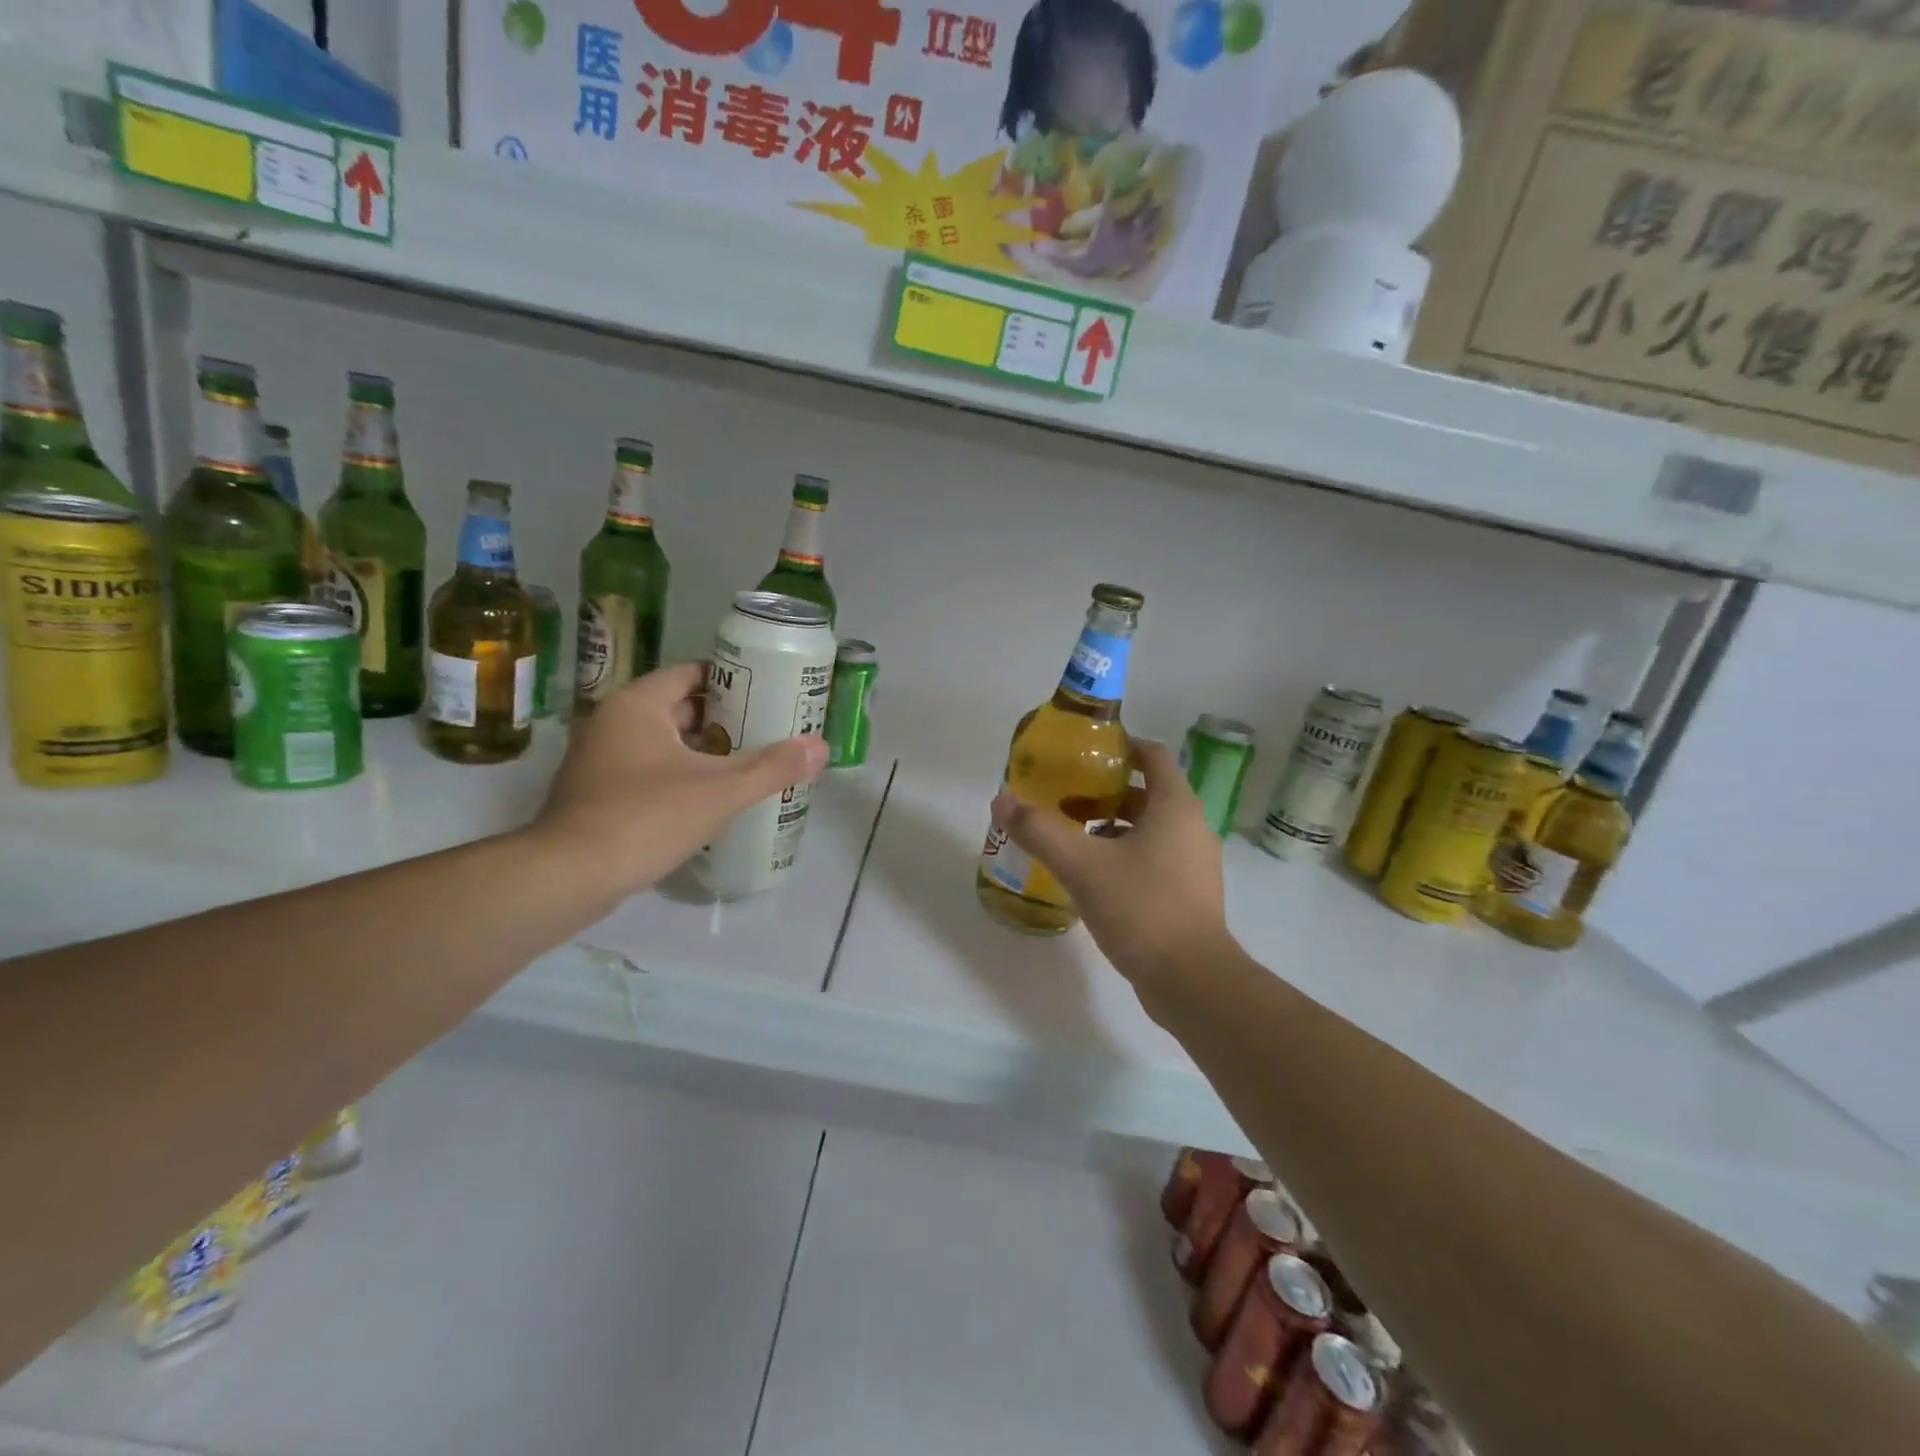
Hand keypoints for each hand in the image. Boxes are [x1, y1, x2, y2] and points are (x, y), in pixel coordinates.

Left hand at [535, 662, 826, 897]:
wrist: (568, 876)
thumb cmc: (645, 817)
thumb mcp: (720, 791)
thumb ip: (772, 767)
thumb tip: (821, 746)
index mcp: (638, 705)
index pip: (692, 674)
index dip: (733, 680)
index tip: (769, 693)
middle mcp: (613, 722)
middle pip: (680, 709)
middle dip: (726, 720)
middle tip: (769, 730)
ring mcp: (600, 759)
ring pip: (665, 743)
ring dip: (704, 752)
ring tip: (750, 764)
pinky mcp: (597, 793)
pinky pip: (649, 771)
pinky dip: (681, 776)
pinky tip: (712, 799)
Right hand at [990, 738, 1236, 990]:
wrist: (1192, 981)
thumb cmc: (1141, 908)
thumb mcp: (1082, 865)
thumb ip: (1040, 831)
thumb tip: (1001, 801)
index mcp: (1175, 807)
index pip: (1152, 755)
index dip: (1120, 746)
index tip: (1084, 752)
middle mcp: (1191, 828)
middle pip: (1147, 793)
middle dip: (1105, 792)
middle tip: (1064, 797)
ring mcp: (1194, 864)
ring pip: (1149, 829)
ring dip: (1112, 826)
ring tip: (1071, 836)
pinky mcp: (1188, 895)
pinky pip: (1153, 858)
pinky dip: (1124, 855)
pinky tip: (1092, 875)